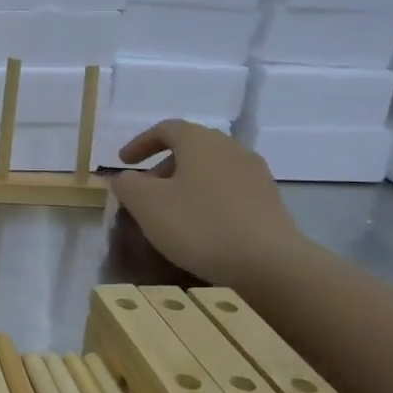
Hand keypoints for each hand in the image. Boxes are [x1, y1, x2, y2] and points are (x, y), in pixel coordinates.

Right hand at [110, 120, 313, 288]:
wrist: (268, 263)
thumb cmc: (198, 225)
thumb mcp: (146, 205)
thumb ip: (127, 185)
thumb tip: (124, 177)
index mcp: (200, 142)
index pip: (166, 129)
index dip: (140, 143)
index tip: (123, 162)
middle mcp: (231, 149)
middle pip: (191, 147)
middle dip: (162, 165)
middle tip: (144, 191)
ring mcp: (255, 175)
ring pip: (210, 169)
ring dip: (185, 183)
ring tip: (170, 211)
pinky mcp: (269, 201)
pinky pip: (228, 190)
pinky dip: (206, 198)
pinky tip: (199, 225)